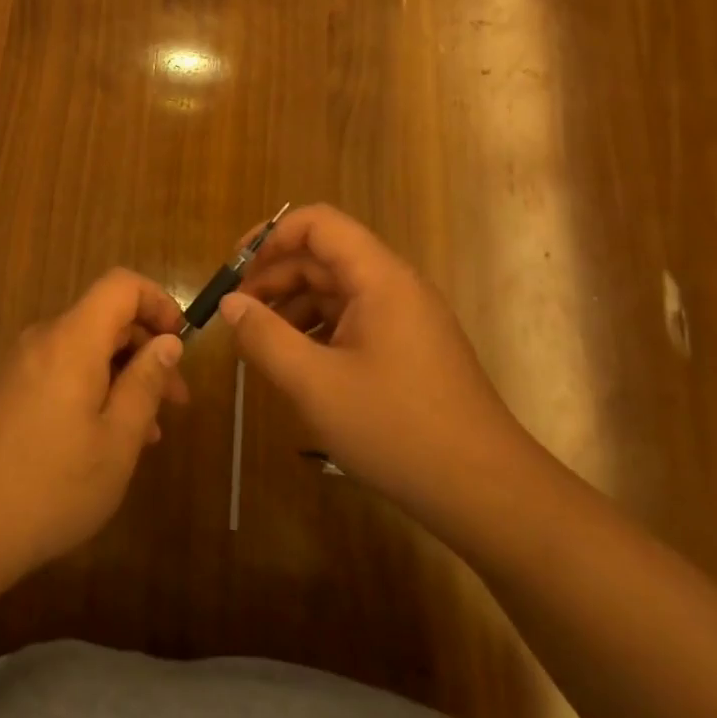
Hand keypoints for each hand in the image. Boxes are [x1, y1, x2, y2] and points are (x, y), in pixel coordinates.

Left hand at [0, 269, 188, 581]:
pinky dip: (92, 390)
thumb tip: (168, 342)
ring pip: (84, 351)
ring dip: (122, 377)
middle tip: (176, 402)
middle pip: (104, 319)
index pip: (121, 285)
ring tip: (148, 432)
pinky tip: (105, 440)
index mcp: (72, 340)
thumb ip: (145, 384)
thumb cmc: (50, 485)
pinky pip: (60, 372)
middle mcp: (42, 340)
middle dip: (146, 350)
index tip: (181, 343)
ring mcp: (19, 366)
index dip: (158, 302)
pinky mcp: (6, 392)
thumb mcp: (117, 440)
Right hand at [220, 205, 534, 532]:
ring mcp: (404, 320)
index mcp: (380, 279)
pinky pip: (351, 324)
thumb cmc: (397, 429)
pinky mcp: (406, 351)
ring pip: (335, 294)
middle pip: (324, 259)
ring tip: (257, 345)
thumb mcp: (315, 384)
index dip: (271, 236)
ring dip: (291, 309)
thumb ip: (265, 338)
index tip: (234, 268)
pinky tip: (294, 367)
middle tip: (236, 316)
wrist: (486, 493)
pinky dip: (315, 334)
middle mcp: (394, 288)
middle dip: (274, 278)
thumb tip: (230, 304)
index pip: (319, 224)